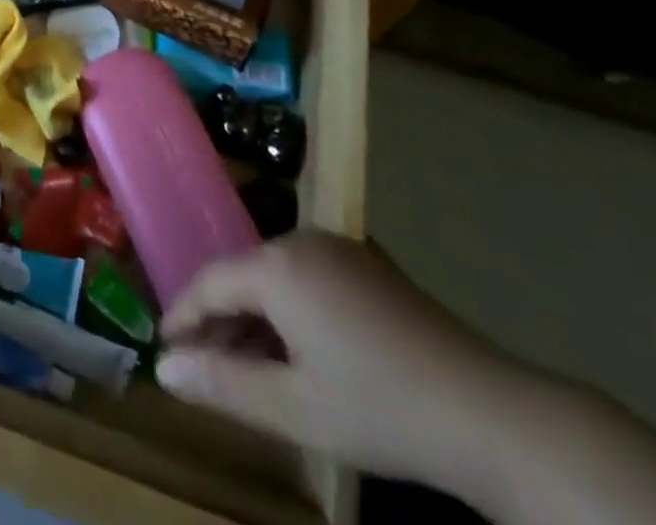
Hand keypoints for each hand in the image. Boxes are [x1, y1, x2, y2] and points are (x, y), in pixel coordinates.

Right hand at [155, 232, 532, 492]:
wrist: (492, 413)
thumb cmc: (381, 409)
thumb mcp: (295, 408)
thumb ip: (223, 384)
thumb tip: (163, 370)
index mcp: (277, 265)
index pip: (209, 281)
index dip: (183, 315)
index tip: (163, 347)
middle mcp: (301, 241)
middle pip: (242, 275)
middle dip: (220, 320)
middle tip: (204, 366)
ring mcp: (339, 249)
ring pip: (275, 277)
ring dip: (255, 317)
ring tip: (248, 367)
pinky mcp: (368, 265)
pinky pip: (307, 278)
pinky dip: (289, 311)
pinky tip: (298, 353)